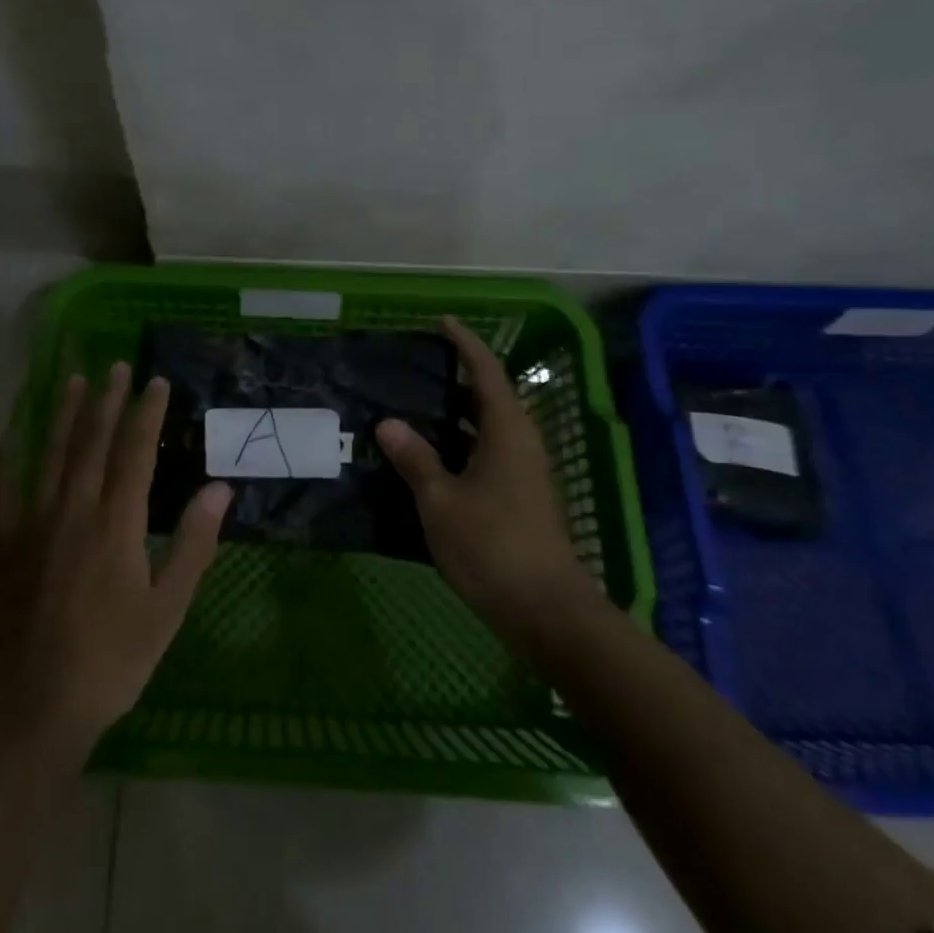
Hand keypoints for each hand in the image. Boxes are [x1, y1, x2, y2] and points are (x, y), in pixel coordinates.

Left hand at [0, 364, 232, 764]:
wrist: (29, 707)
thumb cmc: (109, 661)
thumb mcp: (166, 609)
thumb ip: (192, 544)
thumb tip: (219, 488)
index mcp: (116, 524)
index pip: (135, 452)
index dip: (146, 413)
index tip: (156, 382)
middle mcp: (72, 510)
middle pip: (92, 441)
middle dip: (106, 399)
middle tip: (115, 365)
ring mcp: (31, 523)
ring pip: (49, 453)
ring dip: (63, 413)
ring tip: (71, 379)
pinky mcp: (0, 544)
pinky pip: (2, 487)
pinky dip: (7, 455)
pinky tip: (10, 433)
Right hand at [377, 317, 596, 647]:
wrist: (545, 610)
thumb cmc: (491, 544)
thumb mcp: (440, 499)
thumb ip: (415, 458)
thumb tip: (389, 423)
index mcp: (507, 431)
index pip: (486, 371)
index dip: (465, 344)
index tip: (443, 322)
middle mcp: (520, 443)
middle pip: (488, 398)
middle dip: (454, 380)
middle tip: (413, 371)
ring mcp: (523, 473)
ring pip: (486, 430)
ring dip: (453, 417)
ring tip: (411, 411)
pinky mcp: (519, 498)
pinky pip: (485, 455)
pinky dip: (458, 447)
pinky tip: (427, 461)